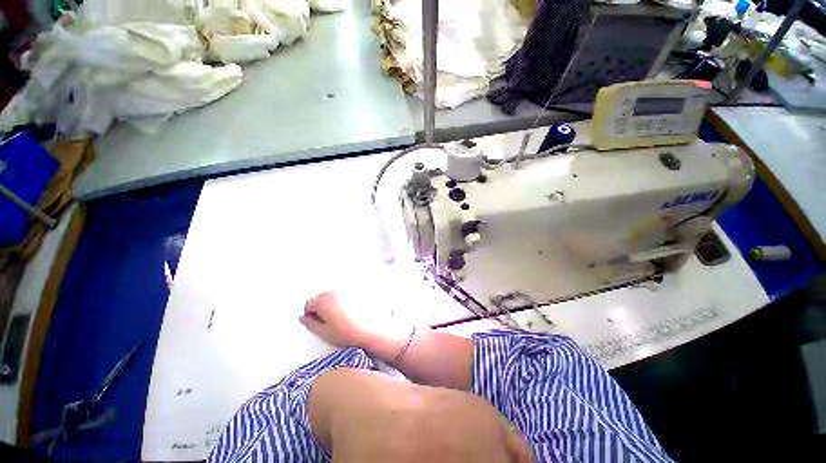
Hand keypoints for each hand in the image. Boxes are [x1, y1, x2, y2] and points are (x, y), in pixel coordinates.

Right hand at [300, 291, 367, 347]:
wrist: (372, 330)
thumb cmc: (347, 333)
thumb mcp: (323, 333)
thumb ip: (309, 323)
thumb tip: (303, 317)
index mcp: (322, 301)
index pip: (309, 304)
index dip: (311, 315)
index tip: (318, 323)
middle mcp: (334, 290)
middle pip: (322, 297)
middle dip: (322, 306)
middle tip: (330, 320)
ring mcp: (348, 288)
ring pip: (335, 294)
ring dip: (334, 302)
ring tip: (343, 316)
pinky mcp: (359, 289)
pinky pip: (347, 293)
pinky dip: (346, 299)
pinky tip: (353, 310)